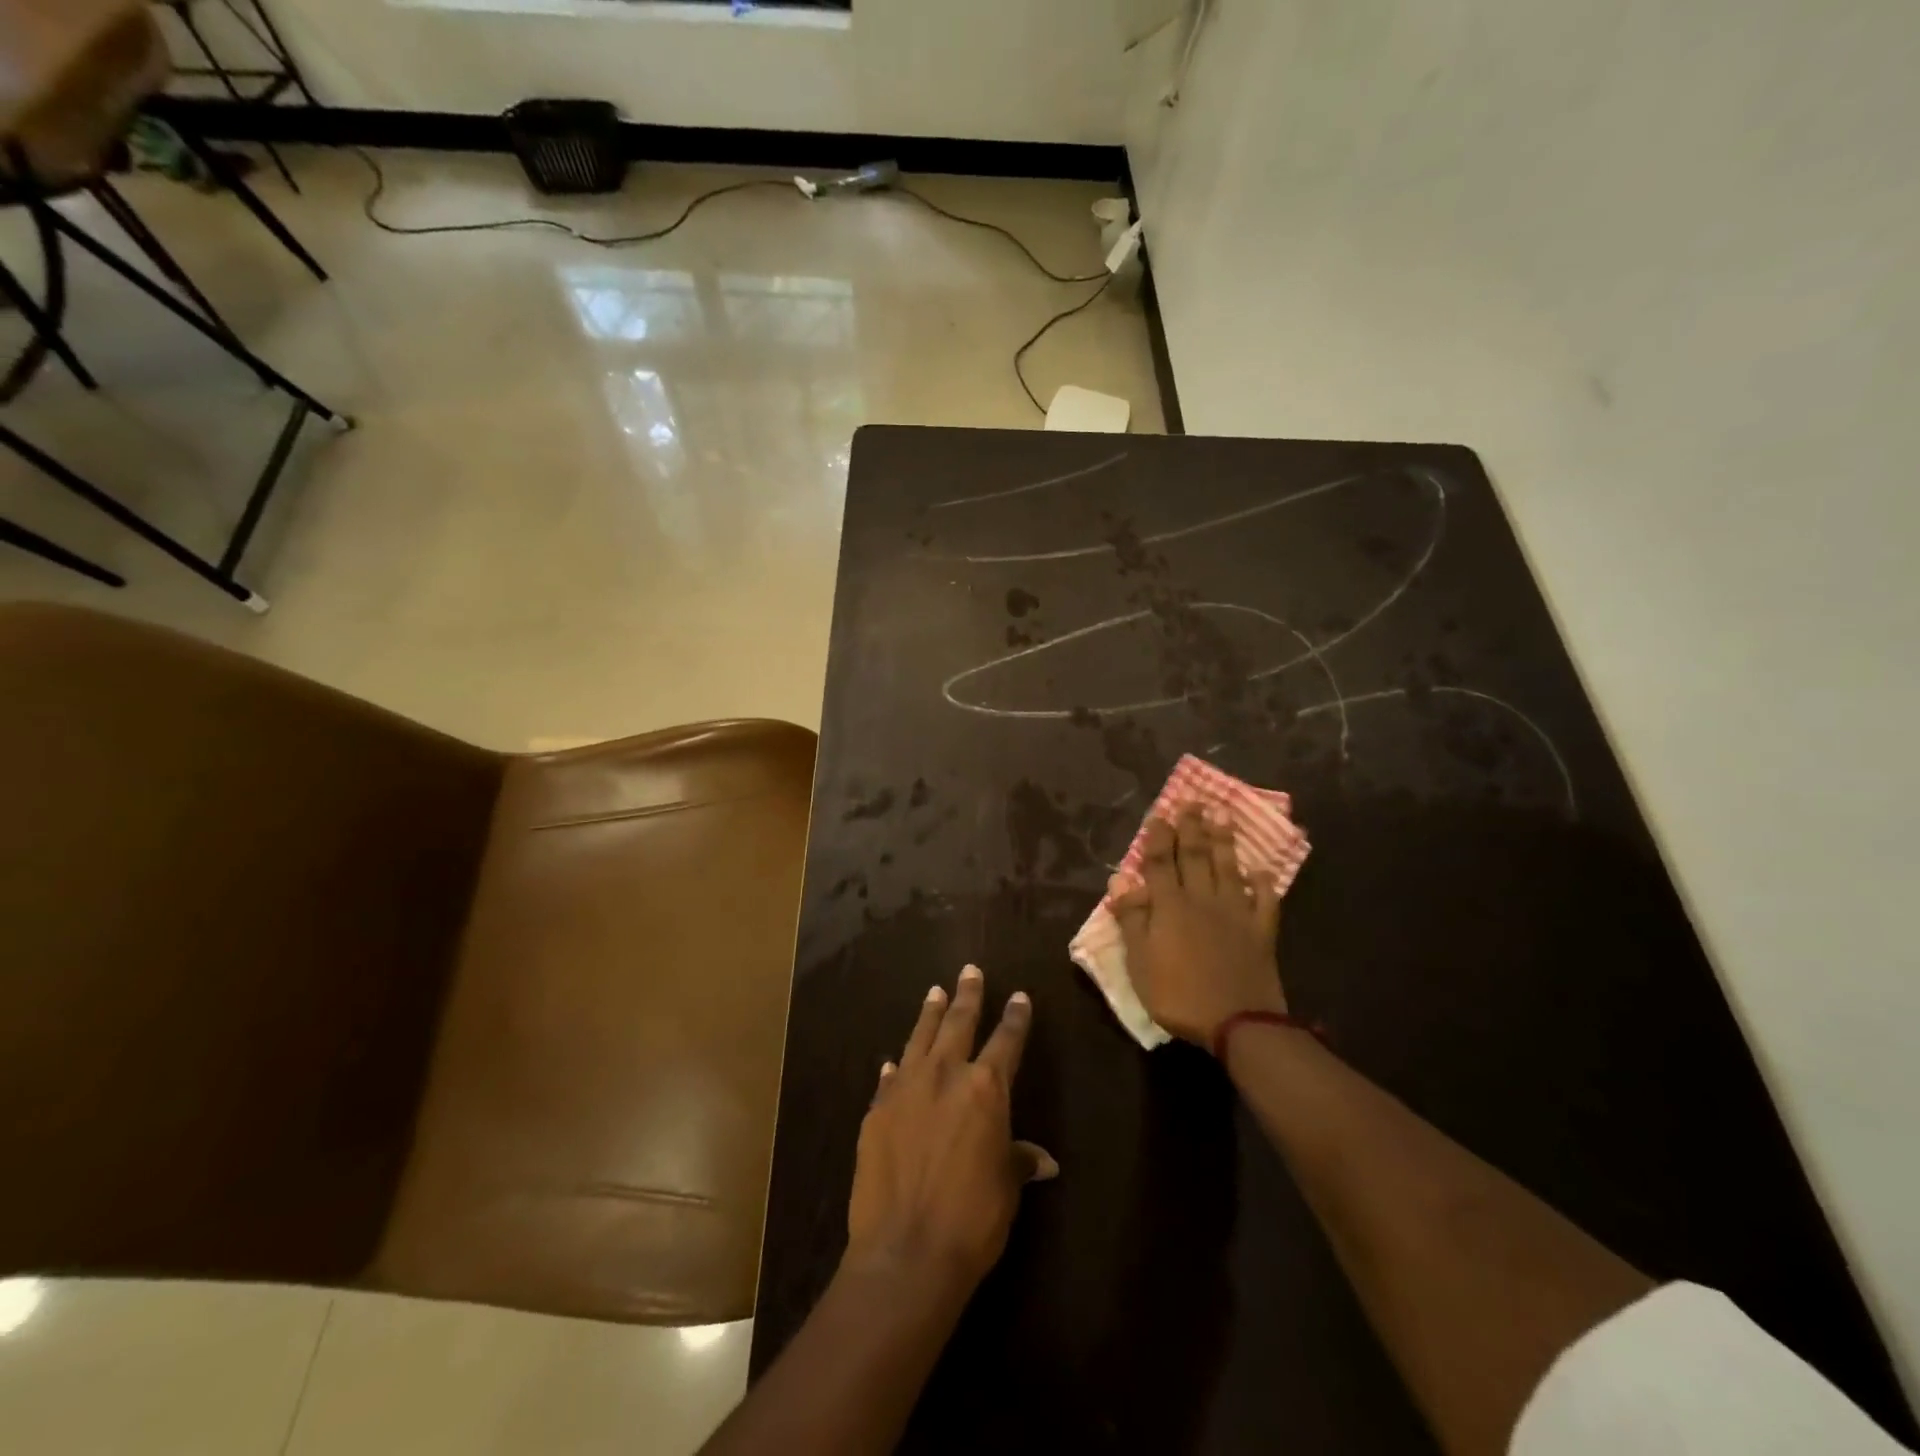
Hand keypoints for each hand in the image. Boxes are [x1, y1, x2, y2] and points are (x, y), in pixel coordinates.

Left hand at [846, 965, 1056, 1293]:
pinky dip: (896, 1066)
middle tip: (969, 971)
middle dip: (967, 995)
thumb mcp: (1005, 1187)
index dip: (1015, 1018)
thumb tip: (1043, 1160)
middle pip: (958, 1023)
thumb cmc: (972, 1218)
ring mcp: (906, 1088)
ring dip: (929, 1014)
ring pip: (920, 1038)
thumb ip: (1018, 1160)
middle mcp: (945, 1074)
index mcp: (985, 1088)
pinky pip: (889, 1077)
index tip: (1019, 996)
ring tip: (934, 992)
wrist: (905, 1249)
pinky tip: (895, 1060)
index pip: (1006, 1041)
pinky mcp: (877, 1110)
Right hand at [1110, 805, 1286, 1048]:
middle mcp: (1203, 900)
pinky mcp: (1261, 931)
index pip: (1161, 862)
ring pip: (1228, 868)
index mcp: (1170, 906)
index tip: (1160, 814)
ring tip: (1223, 815)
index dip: (1159, 837)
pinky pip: (1264, 901)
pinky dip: (1263, 884)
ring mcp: (1236, 913)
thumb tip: (1119, 880)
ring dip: (1224, 841)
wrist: (1238, 1023)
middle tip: (1193, 802)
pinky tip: (1260, 870)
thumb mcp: (1140, 962)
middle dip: (1192, 828)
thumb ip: (1132, 918)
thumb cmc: (1178, 995)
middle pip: (1196, 856)